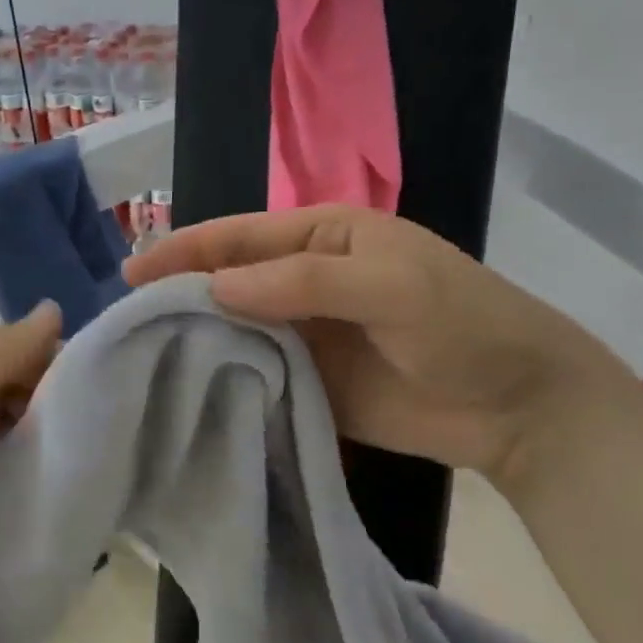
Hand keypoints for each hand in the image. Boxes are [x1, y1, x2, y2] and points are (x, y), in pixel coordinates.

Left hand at [0, 302, 61, 532]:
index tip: (89, 405)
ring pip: (11, 420)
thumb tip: (57, 311)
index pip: (27, 347)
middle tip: (83, 443)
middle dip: (51, 407)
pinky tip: (40, 479)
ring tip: (73, 464)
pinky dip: (12, 460)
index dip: (58, 370)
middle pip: (24, 384)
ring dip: (36, 436)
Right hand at [124, 206, 621, 479]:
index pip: (239, 237)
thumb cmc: (462, 324)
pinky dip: (222, 378)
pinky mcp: (307, 382)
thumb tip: (215, 288)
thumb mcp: (390, 286)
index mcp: (322, 237)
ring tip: (140, 358)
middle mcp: (304, 280)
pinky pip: (254, 373)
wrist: (517, 405)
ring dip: (195, 338)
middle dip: (180, 295)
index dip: (185, 250)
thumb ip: (303, 282)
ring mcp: (303, 334)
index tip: (132, 273)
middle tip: (125, 322)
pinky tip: (185, 391)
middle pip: (228, 282)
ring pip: (235, 328)